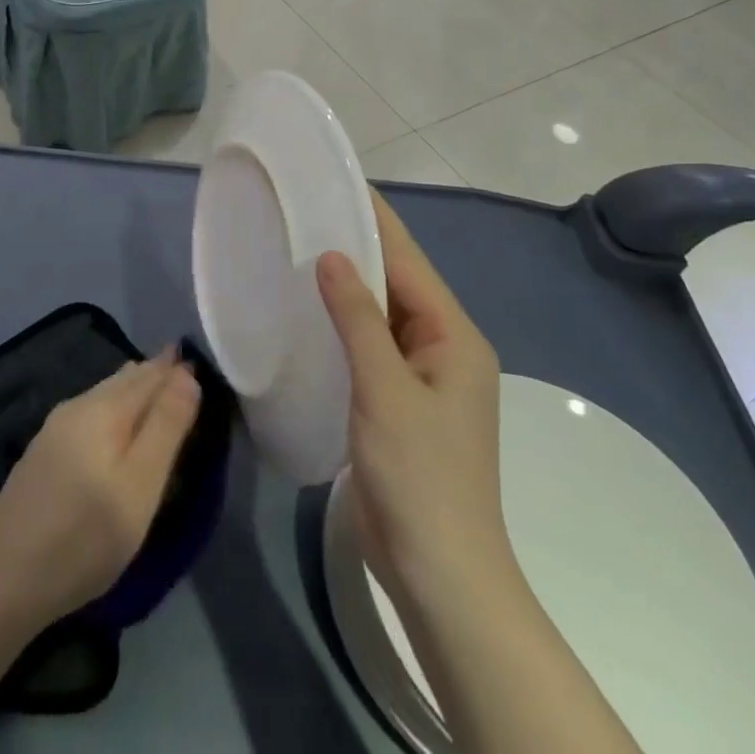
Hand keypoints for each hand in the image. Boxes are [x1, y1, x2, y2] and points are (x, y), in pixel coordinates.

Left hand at [0, 349, 200, 633]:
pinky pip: (89, 412)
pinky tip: (113, 421)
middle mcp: (77, 407)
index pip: (149, 375)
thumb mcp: (139, 486)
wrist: (3, 580)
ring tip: (152, 383)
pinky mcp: (43, 454)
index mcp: (103, 409)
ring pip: (103, 394)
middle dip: (153, 372)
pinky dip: (113, 407)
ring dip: (131, 388)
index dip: (174, 368)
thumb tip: (186, 374)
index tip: (197, 359)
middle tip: (179, 365)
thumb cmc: (85, 536)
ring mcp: (54, 429)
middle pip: (124, 380)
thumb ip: (166, 426)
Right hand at [317, 190, 508, 595]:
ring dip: (348, 284)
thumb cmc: (420, 475)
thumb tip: (332, 255)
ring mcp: (422, 376)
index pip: (408, 260)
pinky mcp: (400, 400)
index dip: (375, 219)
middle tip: (305, 211)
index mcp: (453, 336)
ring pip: (381, 312)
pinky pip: (371, 343)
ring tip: (301, 247)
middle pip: (397, 281)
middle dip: (356, 245)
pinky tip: (310, 310)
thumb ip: (358, 318)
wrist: (441, 573)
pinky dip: (344, 321)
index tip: (338, 182)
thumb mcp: (385, 389)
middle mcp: (442, 347)